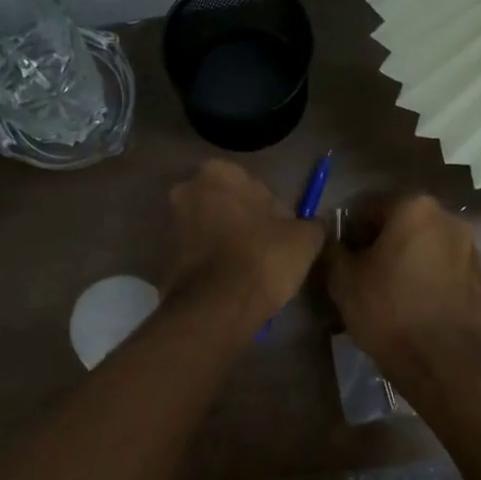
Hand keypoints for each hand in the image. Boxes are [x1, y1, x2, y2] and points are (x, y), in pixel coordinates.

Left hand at [164, 160, 325, 326]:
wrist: (218, 306)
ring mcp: (171, 225)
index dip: (268, 208)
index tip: (280, 232)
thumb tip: (316, 225)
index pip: (250, 183)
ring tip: (249, 270)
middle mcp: (187, 191)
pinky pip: (197, 254)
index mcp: (218, 173)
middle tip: (265, 249)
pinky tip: (230, 282)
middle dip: (241, 221)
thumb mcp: (305, 238)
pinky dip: (211, 263)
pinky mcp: (164, 258)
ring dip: (225, 242)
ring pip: (208, 228)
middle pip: (224, 204)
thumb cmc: (263, 257)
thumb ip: (312, 223)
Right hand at [326, 196, 480, 381]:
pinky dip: (425, 278)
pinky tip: (411, 305)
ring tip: (386, 293)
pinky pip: (443, 269)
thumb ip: (333, 249)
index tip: (338, 258)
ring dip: (404, 260)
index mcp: (415, 208)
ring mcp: (471, 249)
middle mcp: (449, 219)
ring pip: (424, 247)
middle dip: (378, 244)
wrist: (443, 363)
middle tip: (359, 275)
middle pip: (400, 224)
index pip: (367, 207)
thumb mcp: (343, 280)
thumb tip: (333, 241)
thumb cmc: (388, 312)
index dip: (347, 232)